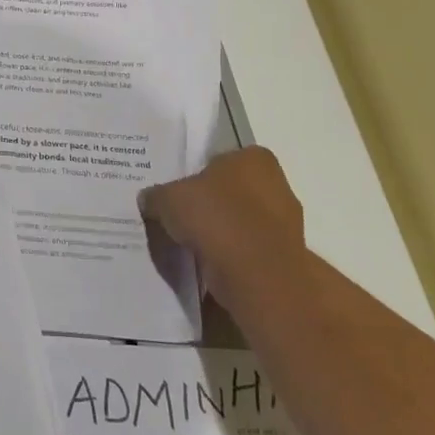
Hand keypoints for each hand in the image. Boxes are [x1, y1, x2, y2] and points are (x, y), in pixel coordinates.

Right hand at [138, 146, 305, 303]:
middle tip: (179, 215)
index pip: (222, 158)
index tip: (178, 189)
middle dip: (210, 203)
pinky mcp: (284, 258)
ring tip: (188, 244)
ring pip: (240, 223)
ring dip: (220, 233)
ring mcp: (285, 224)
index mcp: (255, 159)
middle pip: (233, 191)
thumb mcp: (168, 198)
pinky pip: (247, 251)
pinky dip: (229, 257)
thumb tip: (148, 200)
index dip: (197, 172)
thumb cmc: (216, 218)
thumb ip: (156, 195)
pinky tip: (206, 264)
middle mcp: (277, 185)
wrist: (256, 275)